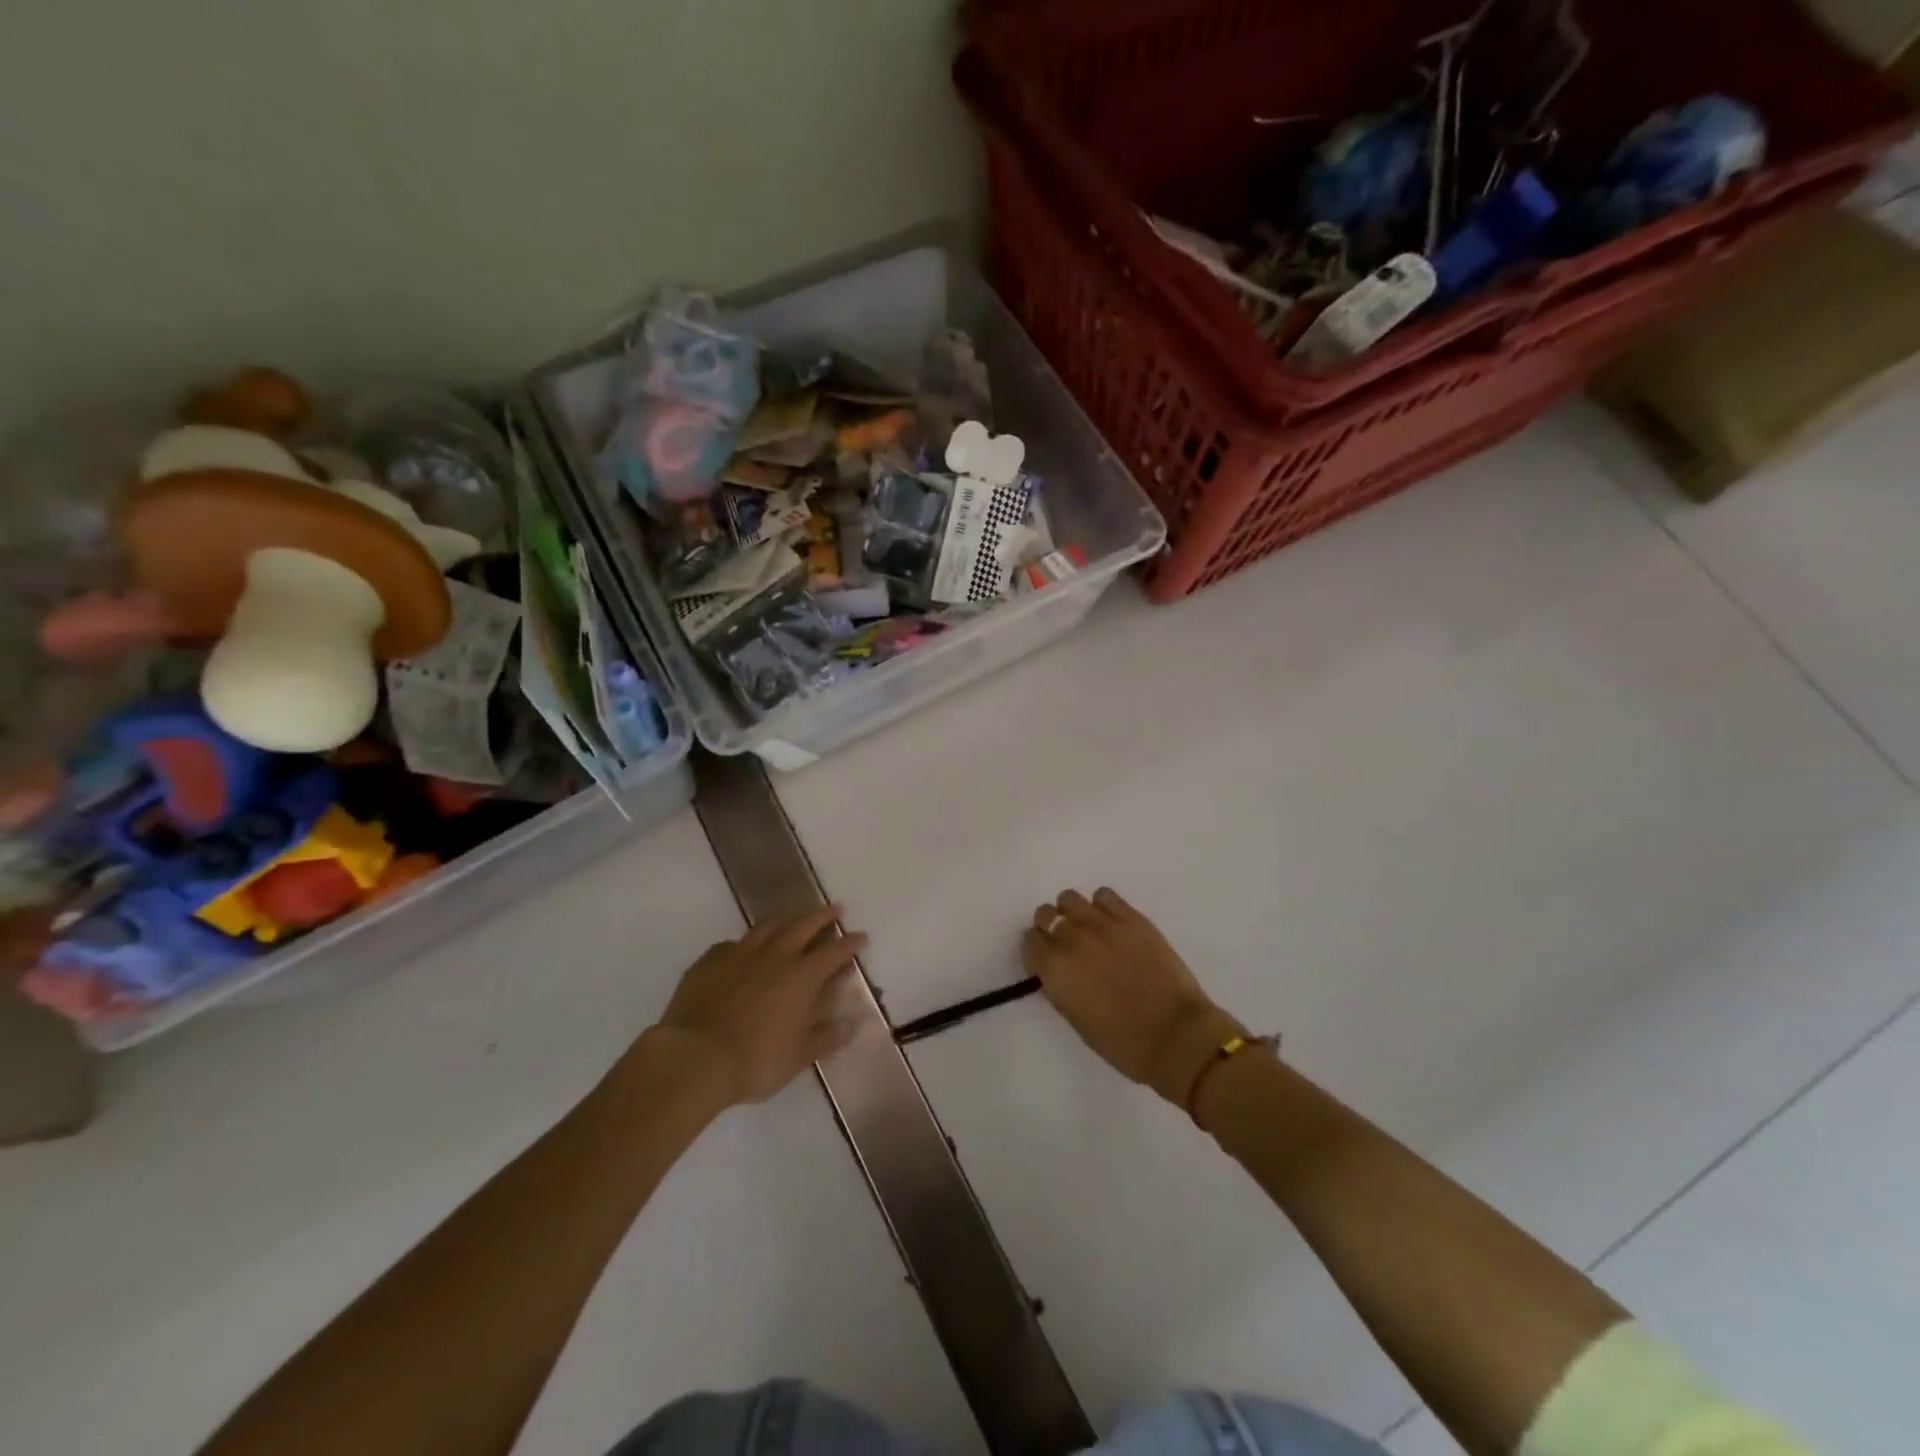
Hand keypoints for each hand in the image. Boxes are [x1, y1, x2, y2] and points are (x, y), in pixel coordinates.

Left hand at [647, 904, 865, 1108]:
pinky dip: (745, 943)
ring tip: (793, 917)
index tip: (861, 936)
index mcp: (802, 977)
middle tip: (835, 908)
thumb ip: (827, 1037)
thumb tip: (853, 1023)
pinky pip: (733, 943)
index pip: (834, 952)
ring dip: (786, 919)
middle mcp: (775, 956)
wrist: (695, 1057)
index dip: (850, 943)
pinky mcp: (711, 960)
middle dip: (822, 916)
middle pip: (804, 925)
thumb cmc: (755, 1060)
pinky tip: (743, 950)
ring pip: (768, 926)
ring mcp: (740, 954)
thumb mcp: (799, 1056)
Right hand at [1024, 888, 1246, 1108]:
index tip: (1048, 963)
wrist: (1176, 1035)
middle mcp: (1071, 938)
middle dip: (1051, 928)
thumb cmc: (1123, 1043)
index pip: (1030, 941)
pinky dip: (1102, 906)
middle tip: (1068, 946)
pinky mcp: (1131, 917)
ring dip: (1073, 913)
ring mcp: (1102, 924)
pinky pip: (1105, 895)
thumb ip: (1061, 986)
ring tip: (1090, 931)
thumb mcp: (1076, 1019)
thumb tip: (1061, 970)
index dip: (1038, 952)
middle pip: (1045, 914)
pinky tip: (1113, 924)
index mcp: (1054, 969)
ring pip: (1070, 898)